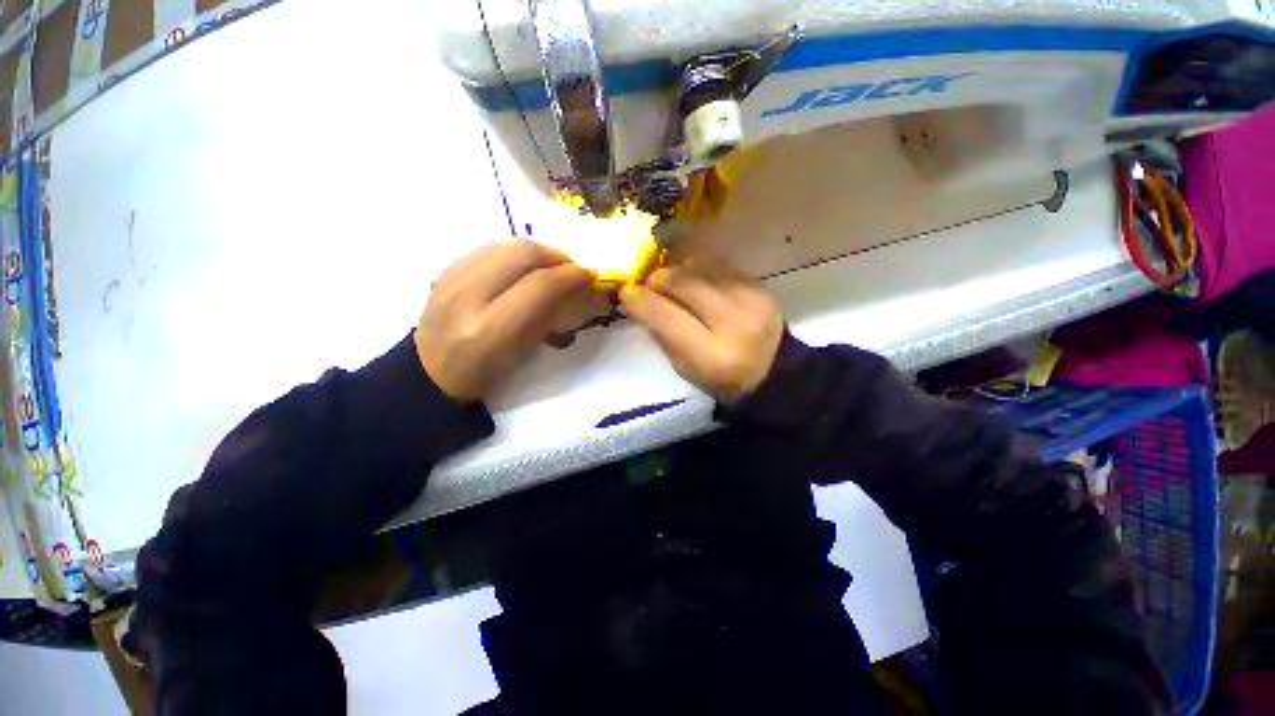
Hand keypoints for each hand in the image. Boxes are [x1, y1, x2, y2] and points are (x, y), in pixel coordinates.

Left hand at [416, 241, 592, 402]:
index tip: (589, 277)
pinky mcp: (445, 268)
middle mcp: (468, 297)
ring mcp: (451, 278)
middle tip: (571, 269)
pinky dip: (515, 252)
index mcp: (492, 330)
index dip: (572, 276)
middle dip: (557, 256)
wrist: (434, 371)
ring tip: (550, 266)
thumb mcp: (527, 352)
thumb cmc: (488, 372)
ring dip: (537, 251)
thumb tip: (577, 288)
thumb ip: (553, 317)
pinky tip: (522, 267)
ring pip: (506, 244)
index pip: (541, 285)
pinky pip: (490, 247)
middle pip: (523, 254)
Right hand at [619, 263, 782, 403]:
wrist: (773, 373)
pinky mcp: (761, 287)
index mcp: (712, 356)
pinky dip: (700, 270)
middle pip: (684, 284)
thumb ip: (661, 333)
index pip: (667, 317)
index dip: (642, 301)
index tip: (626, 292)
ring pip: (701, 268)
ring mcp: (752, 300)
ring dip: (679, 271)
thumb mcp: (684, 367)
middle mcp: (735, 323)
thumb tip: (639, 299)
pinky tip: (696, 280)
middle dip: (659, 279)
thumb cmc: (721, 379)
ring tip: (672, 282)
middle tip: (649, 285)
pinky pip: (720, 266)